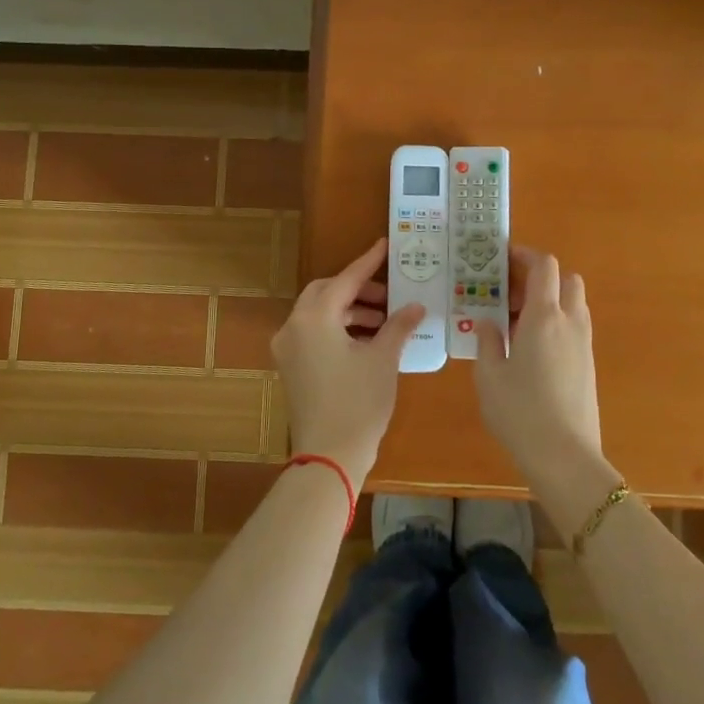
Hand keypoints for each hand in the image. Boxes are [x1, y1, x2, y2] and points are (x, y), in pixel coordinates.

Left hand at [271, 238, 424, 486]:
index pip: (345, 280)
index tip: (384, 246)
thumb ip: (398, 326)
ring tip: (384, 321)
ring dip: (349, 310)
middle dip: (357, 289)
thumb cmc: (358, 402)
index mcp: (315, 318)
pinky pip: (314, 333)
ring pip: (319, 313)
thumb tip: (415, 306)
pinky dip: (338, 328)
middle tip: (388, 295)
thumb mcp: (383, 359)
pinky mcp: (290, 367)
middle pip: (326, 292)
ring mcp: (288, 348)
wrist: (329, 457)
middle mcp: (294, 326)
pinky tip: (367, 340)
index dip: (368, 262)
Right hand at [473, 246, 618, 536]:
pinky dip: (557, 323)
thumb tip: (489, 323)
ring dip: (550, 300)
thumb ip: (488, 340)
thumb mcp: (489, 375)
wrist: (566, 457)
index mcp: (544, 316)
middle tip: (511, 292)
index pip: (544, 266)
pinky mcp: (589, 365)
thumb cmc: (520, 411)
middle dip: (541, 277)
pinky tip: (531, 348)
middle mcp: (570, 322)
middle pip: (566, 279)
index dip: (525, 255)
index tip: (503, 259)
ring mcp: (584, 344)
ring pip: (573, 304)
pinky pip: (574, 327)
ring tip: (518, 322)